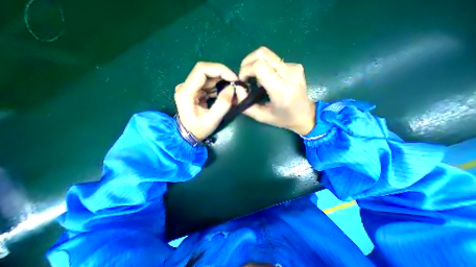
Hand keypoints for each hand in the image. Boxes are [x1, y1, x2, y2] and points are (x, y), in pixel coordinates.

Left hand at [175, 61, 237, 140]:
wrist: (188, 134)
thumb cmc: (198, 129)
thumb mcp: (212, 120)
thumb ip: (223, 104)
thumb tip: (232, 88)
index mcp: (186, 92)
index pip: (201, 70)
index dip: (219, 70)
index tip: (233, 78)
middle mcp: (186, 86)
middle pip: (205, 71)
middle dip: (222, 75)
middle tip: (235, 83)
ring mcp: (190, 88)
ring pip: (208, 77)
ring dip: (221, 81)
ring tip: (232, 90)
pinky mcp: (195, 91)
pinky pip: (208, 84)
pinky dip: (218, 87)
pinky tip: (225, 94)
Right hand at [235, 46, 314, 136]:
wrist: (305, 115)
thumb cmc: (283, 119)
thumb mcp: (261, 117)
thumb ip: (246, 105)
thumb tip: (238, 88)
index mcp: (281, 90)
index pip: (259, 66)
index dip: (246, 69)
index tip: (243, 80)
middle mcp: (289, 74)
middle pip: (262, 53)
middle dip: (248, 62)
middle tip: (245, 76)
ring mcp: (294, 68)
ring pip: (267, 55)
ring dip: (256, 64)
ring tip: (256, 79)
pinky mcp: (295, 66)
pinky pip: (274, 60)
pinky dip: (265, 67)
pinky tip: (267, 79)